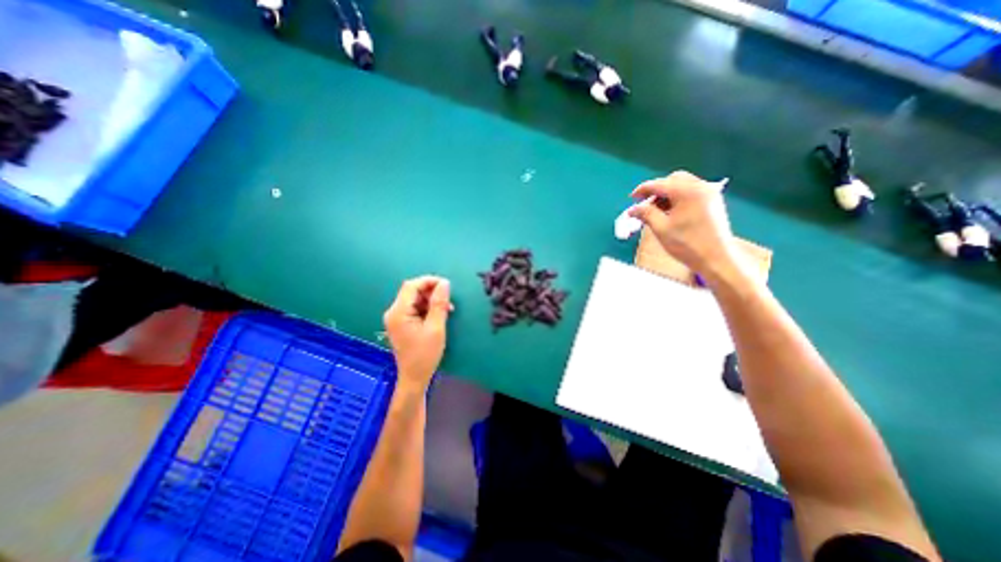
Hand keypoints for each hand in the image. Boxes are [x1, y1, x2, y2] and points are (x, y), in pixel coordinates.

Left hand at [385, 275, 454, 386]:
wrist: (415, 377)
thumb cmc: (425, 354)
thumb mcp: (436, 328)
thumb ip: (439, 304)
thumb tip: (444, 283)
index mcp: (398, 312)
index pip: (411, 286)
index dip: (429, 281)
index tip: (447, 284)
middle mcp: (394, 312)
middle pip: (412, 291)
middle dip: (431, 291)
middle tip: (448, 298)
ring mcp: (396, 318)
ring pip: (415, 299)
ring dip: (431, 300)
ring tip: (447, 308)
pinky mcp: (401, 323)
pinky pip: (415, 308)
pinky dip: (427, 308)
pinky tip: (439, 314)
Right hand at [628, 169, 746, 284]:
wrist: (715, 259)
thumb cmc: (686, 244)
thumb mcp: (661, 228)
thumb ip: (645, 214)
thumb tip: (632, 209)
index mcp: (686, 191)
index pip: (659, 184)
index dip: (643, 190)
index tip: (632, 198)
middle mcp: (700, 186)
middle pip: (673, 179)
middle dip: (657, 189)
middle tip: (645, 204)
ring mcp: (709, 193)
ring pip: (683, 184)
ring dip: (668, 193)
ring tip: (657, 210)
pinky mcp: (713, 202)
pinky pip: (692, 191)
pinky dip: (679, 197)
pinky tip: (671, 212)